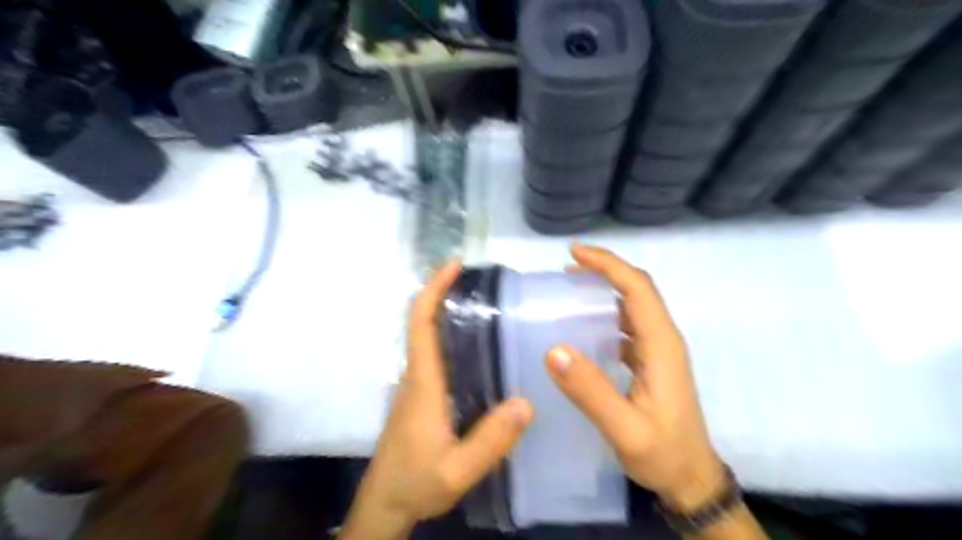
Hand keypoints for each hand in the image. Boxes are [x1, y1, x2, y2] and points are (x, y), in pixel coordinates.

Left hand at [338, 261, 533, 539]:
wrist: (385, 503)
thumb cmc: (415, 483)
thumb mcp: (457, 470)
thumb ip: (490, 441)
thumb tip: (527, 402)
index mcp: (423, 382)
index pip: (421, 324)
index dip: (433, 289)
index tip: (454, 265)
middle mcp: (416, 375)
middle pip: (424, 322)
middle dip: (445, 293)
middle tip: (482, 281)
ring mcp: (416, 385)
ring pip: (429, 337)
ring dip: (448, 312)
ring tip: (488, 306)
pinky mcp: (420, 395)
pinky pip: (435, 354)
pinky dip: (451, 336)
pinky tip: (480, 347)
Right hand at [544, 245, 725, 509]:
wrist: (692, 480)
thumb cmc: (663, 454)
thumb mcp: (625, 429)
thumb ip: (591, 391)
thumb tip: (554, 350)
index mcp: (662, 345)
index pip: (637, 288)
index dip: (608, 265)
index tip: (575, 253)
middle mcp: (663, 339)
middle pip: (637, 289)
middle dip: (605, 270)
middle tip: (567, 266)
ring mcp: (658, 351)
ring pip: (633, 305)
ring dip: (606, 289)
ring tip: (570, 288)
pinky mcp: (651, 362)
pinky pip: (628, 325)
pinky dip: (606, 314)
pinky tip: (583, 325)